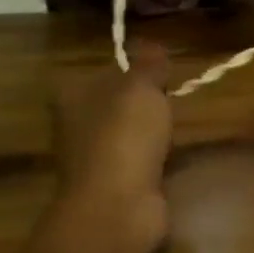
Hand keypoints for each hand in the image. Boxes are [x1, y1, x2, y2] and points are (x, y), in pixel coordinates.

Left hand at [0, 50, 172, 252]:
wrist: (118, 207)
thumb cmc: (124, 137)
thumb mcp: (141, 87)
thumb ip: (149, 64)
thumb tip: (153, 45)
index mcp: (73, 96)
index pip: (103, 72)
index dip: (133, 69)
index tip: (163, 71)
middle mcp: (77, 124)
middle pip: (118, 102)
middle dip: (147, 100)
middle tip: (176, 95)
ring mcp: (95, 157)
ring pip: (130, 131)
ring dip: (154, 130)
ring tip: (181, 123)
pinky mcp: (116, 183)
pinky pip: (142, 158)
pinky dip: (158, 156)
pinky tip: (176, 154)